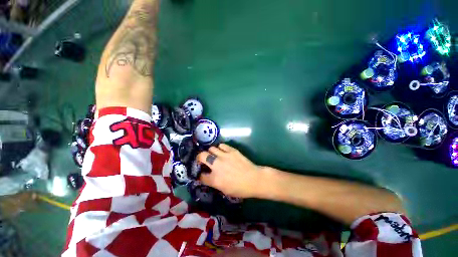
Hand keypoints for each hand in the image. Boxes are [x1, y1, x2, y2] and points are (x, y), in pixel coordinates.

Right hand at [196, 144, 261, 198]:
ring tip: (214, 155)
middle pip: (202, 156)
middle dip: (200, 158)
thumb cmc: (240, 188)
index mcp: (214, 179)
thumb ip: (214, 182)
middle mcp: (217, 165)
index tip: (202, 173)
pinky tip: (222, 151)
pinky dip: (220, 148)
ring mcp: (224, 156)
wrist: (254, 179)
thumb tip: (208, 176)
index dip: (200, 175)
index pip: (201, 175)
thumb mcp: (224, 190)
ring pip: (211, 148)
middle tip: (203, 160)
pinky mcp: (232, 150)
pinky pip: (221, 145)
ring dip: (210, 152)